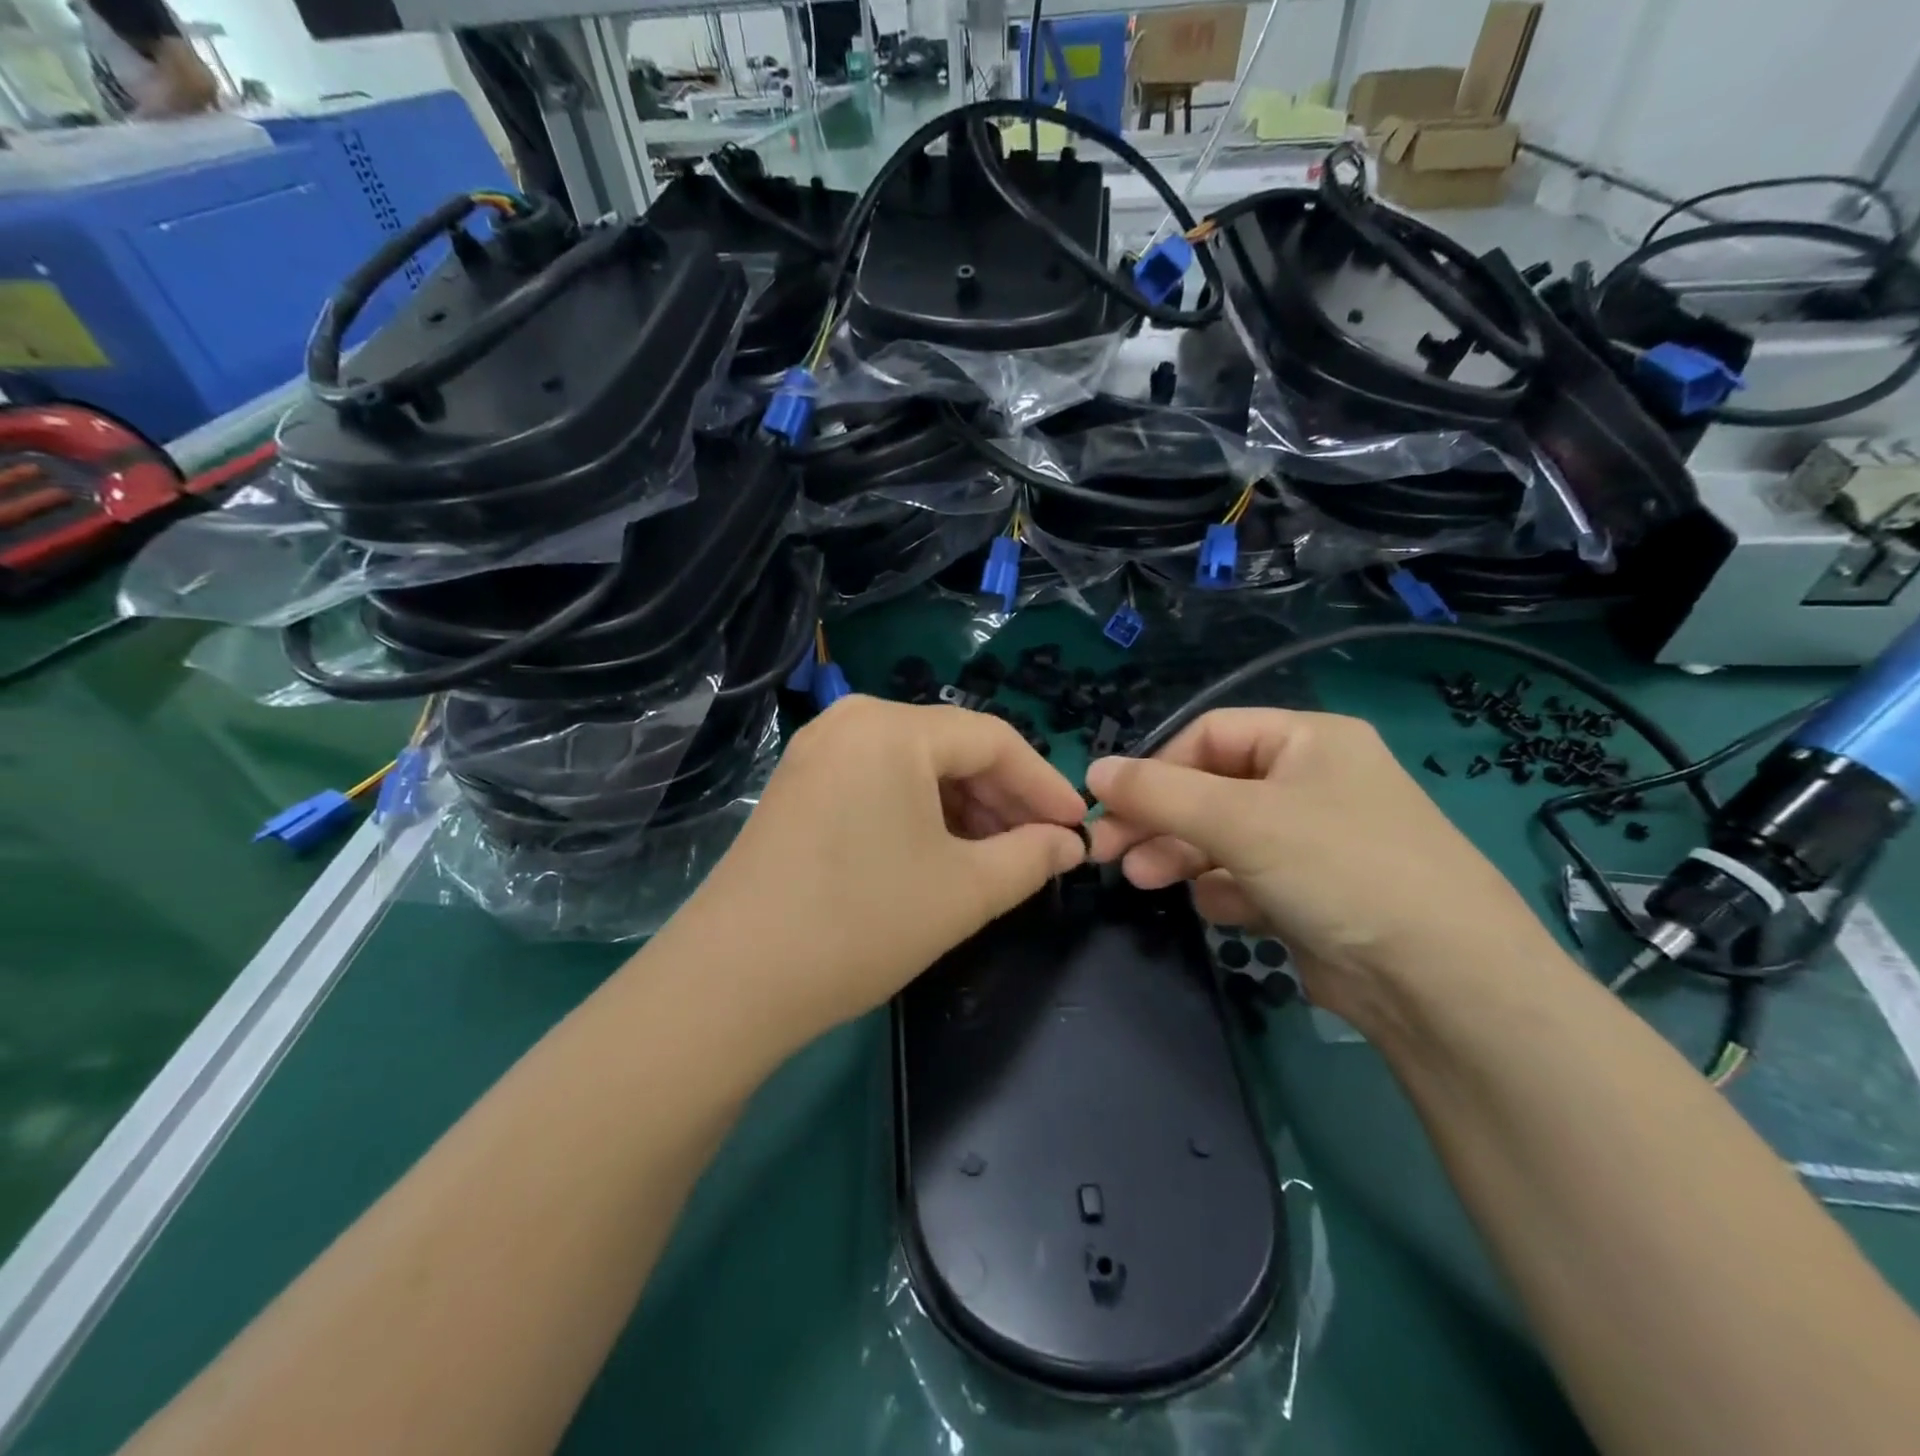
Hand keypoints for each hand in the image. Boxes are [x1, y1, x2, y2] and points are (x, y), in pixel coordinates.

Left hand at [664, 697, 1087, 1045]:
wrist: (731, 981)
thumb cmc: (861, 923)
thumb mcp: (964, 892)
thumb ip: (1030, 858)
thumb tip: (1068, 845)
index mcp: (892, 728)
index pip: (993, 740)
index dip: (1044, 783)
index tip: (1077, 827)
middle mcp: (851, 722)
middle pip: (951, 749)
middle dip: (1003, 799)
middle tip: (1040, 848)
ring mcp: (816, 753)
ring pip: (914, 768)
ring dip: (963, 809)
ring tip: (995, 858)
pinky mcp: (797, 787)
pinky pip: (878, 783)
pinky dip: (919, 813)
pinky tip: (940, 854)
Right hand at [1085, 709, 1555, 1029]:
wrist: (1441, 982)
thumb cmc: (1338, 868)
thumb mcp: (1239, 819)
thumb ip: (1158, 792)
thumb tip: (1093, 771)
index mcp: (1308, 740)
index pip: (1209, 735)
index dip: (1157, 767)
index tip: (1112, 806)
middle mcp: (1313, 782)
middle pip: (1211, 788)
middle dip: (1159, 819)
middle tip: (1108, 853)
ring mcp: (1314, 841)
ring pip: (1224, 836)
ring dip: (1181, 855)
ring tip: (1145, 881)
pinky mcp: (1313, 894)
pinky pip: (1249, 878)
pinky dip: (1225, 890)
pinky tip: (1218, 910)